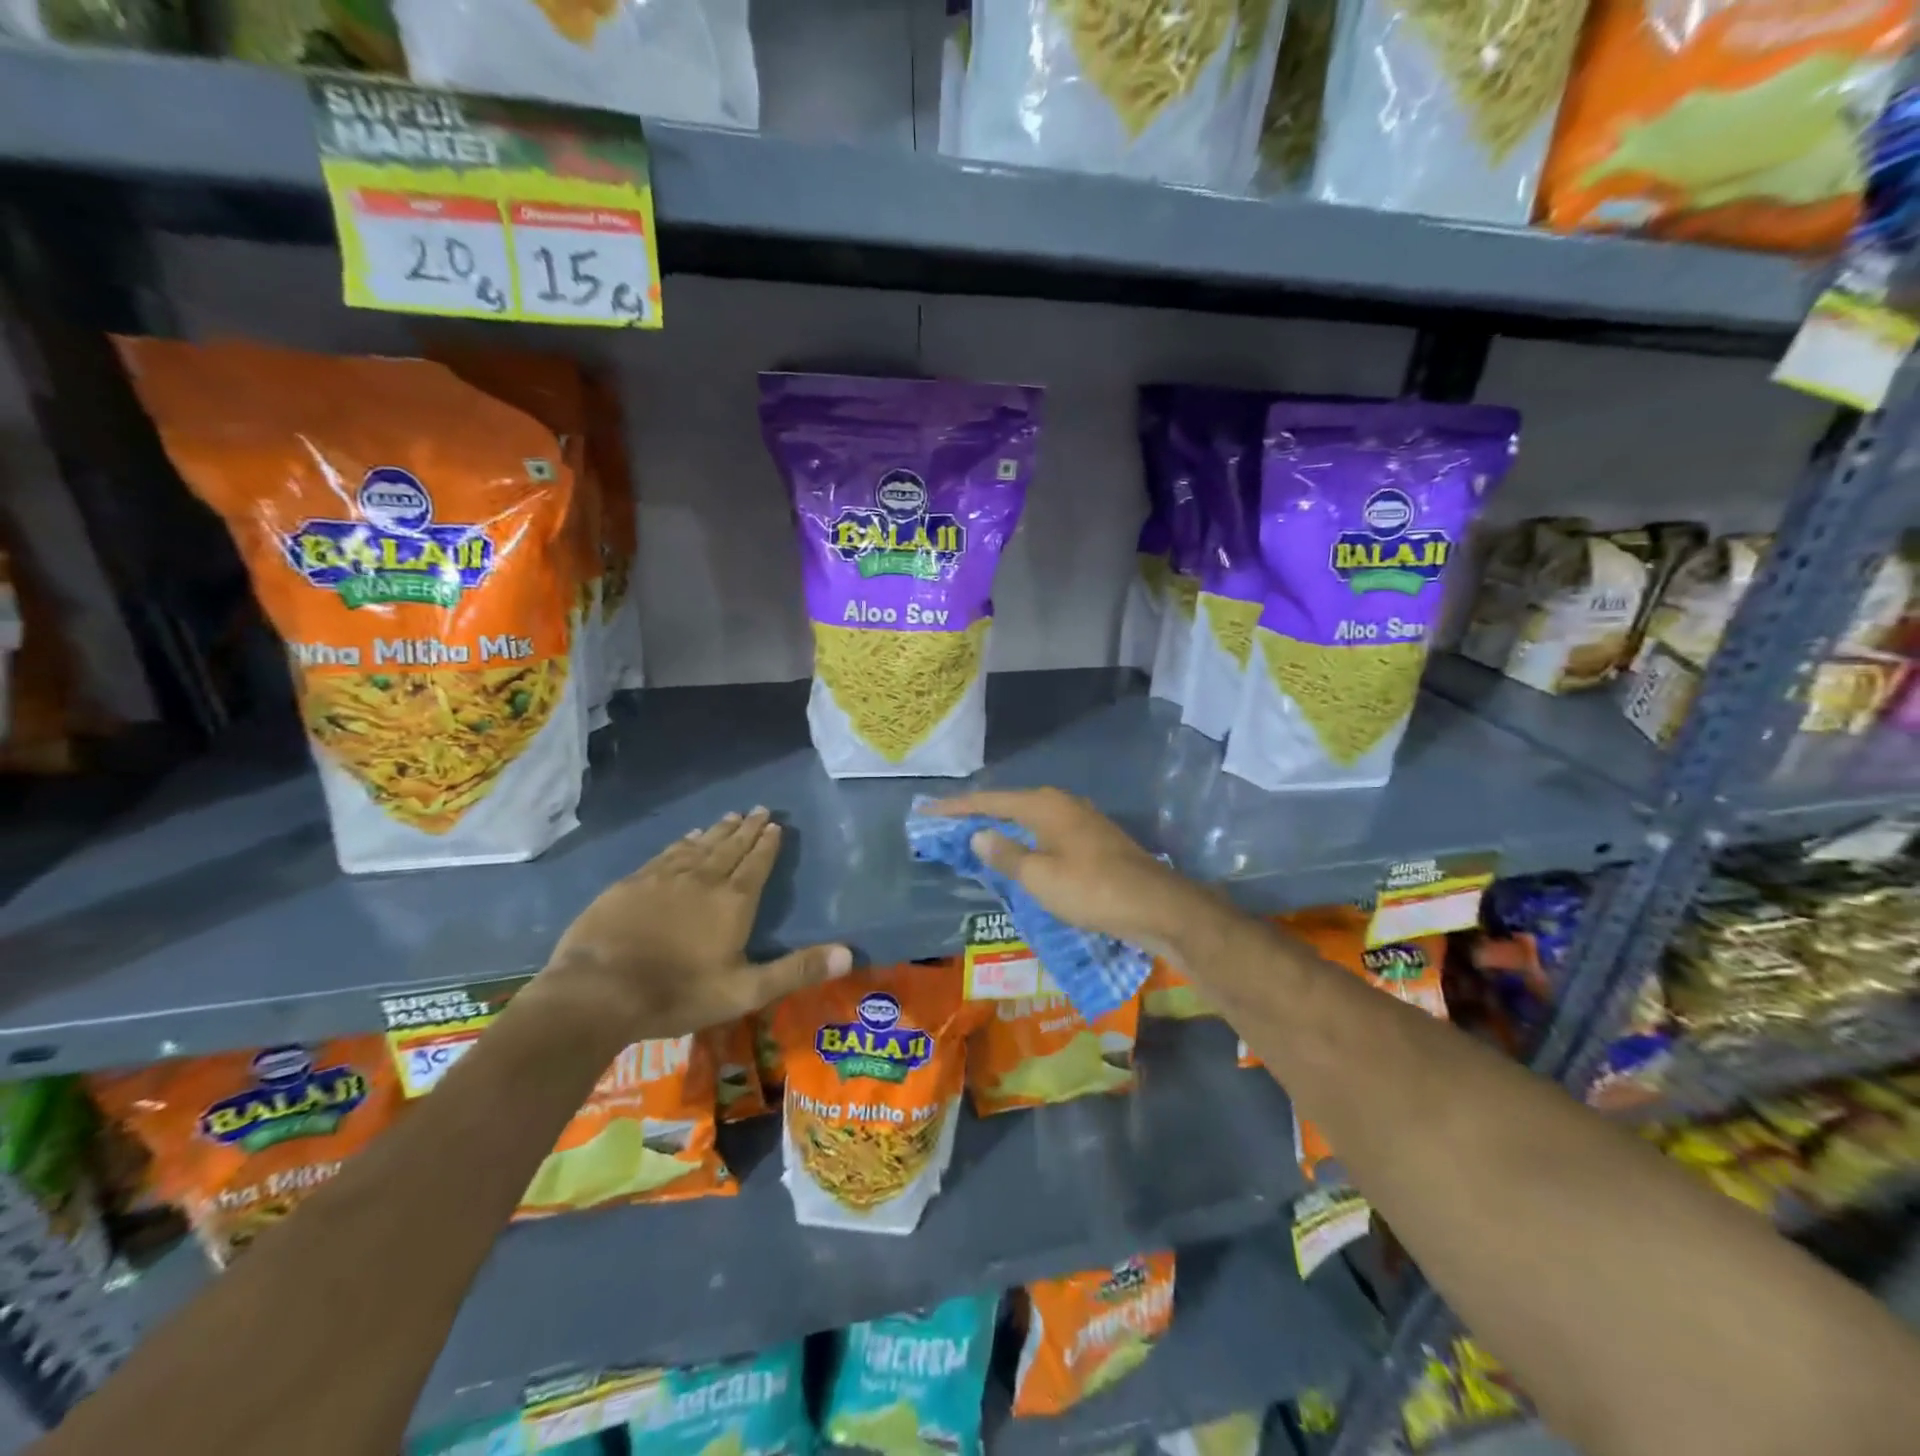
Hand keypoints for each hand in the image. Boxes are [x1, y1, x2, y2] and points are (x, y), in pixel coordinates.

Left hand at [532, 808, 850, 1040]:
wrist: (598, 992)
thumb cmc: (678, 994)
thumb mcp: (745, 991)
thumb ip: (796, 970)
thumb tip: (849, 953)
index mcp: (733, 902)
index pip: (756, 863)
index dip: (767, 844)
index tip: (775, 824)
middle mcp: (703, 879)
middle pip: (730, 847)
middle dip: (747, 828)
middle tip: (759, 808)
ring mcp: (664, 878)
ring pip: (699, 846)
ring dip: (717, 830)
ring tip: (730, 815)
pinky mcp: (632, 884)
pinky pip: (666, 854)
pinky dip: (682, 842)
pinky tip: (686, 837)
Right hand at [927, 788, 1231, 965]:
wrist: (1156, 905)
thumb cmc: (1091, 889)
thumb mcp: (1039, 877)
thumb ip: (1005, 855)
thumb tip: (978, 834)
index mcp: (1043, 806)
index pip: (989, 801)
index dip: (955, 807)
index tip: (926, 812)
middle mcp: (1061, 804)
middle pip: (1008, 805)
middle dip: (977, 815)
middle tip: (946, 827)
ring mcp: (1081, 820)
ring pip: (1029, 819)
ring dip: (1001, 828)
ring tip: (974, 840)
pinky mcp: (1093, 840)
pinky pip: (1045, 833)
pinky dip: (1024, 841)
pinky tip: (1018, 856)